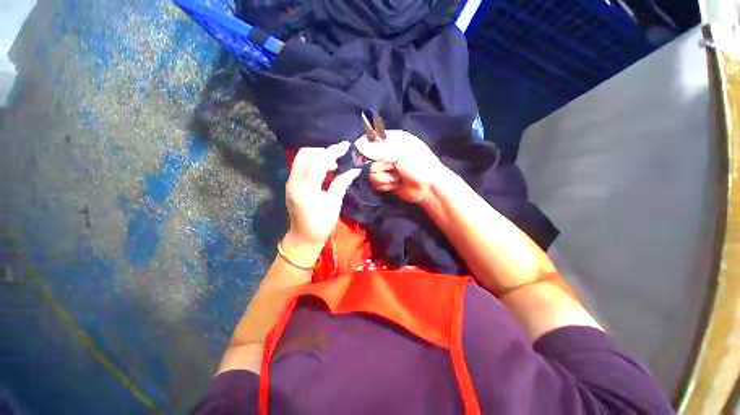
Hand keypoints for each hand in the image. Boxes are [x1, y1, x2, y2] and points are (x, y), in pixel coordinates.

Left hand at [283, 142, 360, 263]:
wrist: (303, 237)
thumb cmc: (321, 224)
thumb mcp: (334, 204)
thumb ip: (341, 184)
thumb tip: (354, 170)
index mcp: (306, 190)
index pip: (318, 163)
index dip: (333, 152)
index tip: (346, 146)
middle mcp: (294, 182)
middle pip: (305, 154)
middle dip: (322, 151)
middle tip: (337, 158)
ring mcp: (290, 183)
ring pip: (301, 159)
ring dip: (317, 157)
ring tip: (333, 165)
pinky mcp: (291, 184)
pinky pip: (300, 166)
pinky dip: (313, 163)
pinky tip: (324, 170)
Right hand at [355, 130, 447, 203]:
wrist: (430, 189)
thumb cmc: (419, 166)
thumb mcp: (401, 153)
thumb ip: (379, 150)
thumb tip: (357, 145)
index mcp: (391, 140)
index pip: (368, 140)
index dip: (364, 149)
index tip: (366, 157)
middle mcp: (385, 153)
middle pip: (366, 160)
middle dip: (380, 167)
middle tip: (393, 168)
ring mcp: (384, 169)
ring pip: (370, 174)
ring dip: (385, 178)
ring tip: (398, 178)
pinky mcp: (384, 182)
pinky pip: (374, 184)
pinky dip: (386, 185)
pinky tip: (396, 184)